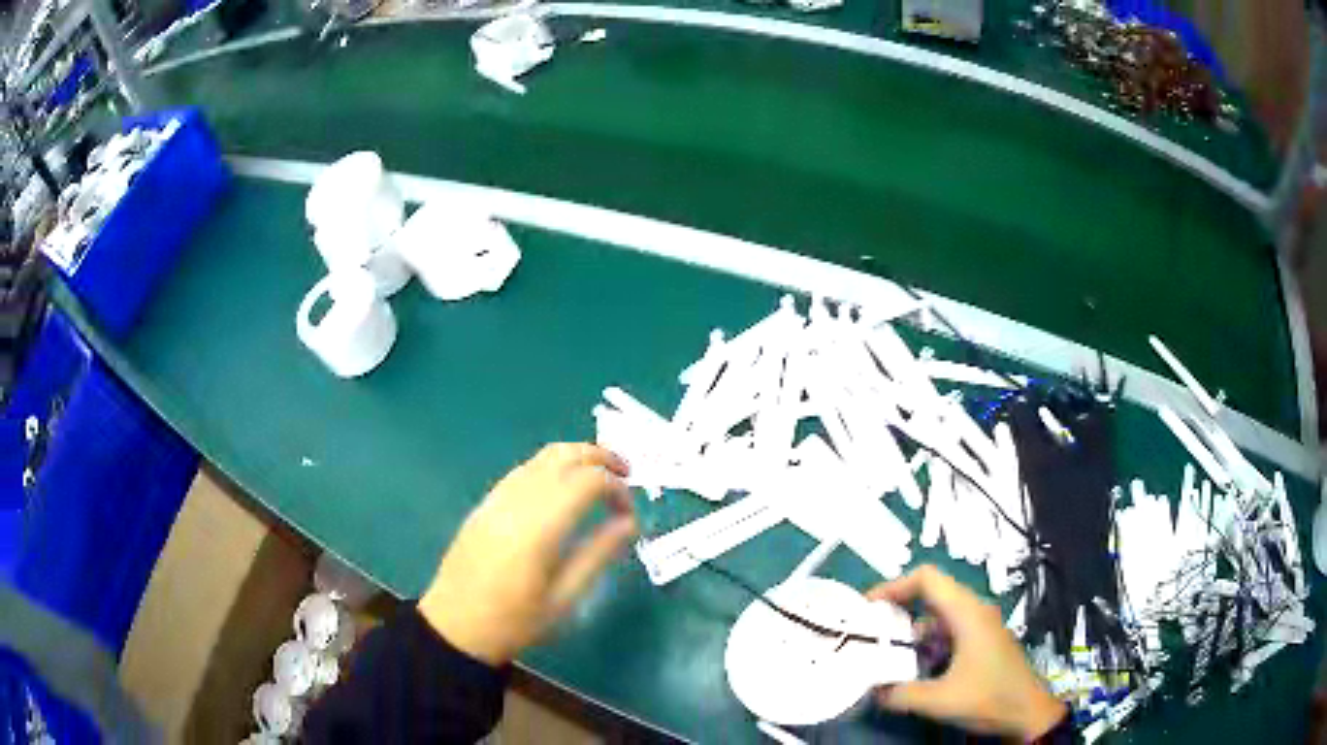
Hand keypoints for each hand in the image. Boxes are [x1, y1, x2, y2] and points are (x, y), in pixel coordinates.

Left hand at [419, 443, 636, 664]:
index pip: (588, 481)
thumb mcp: (565, 598)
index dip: (617, 488)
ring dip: (575, 458)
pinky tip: (562, 492)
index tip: (630, 514)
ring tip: (600, 479)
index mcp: (540, 526)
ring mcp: (496, 499)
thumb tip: (630, 523)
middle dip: (600, 456)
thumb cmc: (515, 622)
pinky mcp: (484, 505)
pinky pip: (523, 471)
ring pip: (541, 457)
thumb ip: (599, 555)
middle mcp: (517, 501)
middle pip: (564, 454)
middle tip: (626, 474)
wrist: (455, 628)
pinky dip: (551, 468)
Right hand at [867, 565, 1065, 739]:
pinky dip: (927, 644)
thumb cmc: (989, 698)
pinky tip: (916, 670)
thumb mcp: (940, 700)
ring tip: (887, 656)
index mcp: (967, 613)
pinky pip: (949, 631)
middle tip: (871, 631)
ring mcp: (980, 626)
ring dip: (912, 633)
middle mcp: (974, 611)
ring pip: (939, 616)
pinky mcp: (982, 641)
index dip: (895, 585)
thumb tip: (871, 690)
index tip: (868, 607)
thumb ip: (900, 694)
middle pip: (931, 594)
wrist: (1028, 712)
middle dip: (899, 610)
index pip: (927, 579)